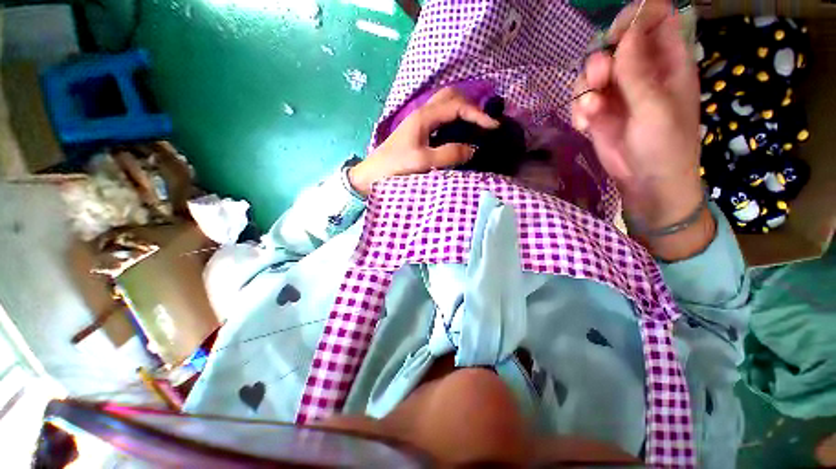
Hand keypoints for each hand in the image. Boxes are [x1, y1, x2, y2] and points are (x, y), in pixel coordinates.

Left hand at [350, 88, 498, 195]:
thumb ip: (449, 154)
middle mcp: (422, 114)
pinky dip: (454, 122)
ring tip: (476, 126)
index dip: (477, 114)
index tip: (493, 128)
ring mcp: (419, 123)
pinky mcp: (418, 133)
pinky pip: (441, 120)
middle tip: (484, 122)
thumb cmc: (394, 167)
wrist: (372, 175)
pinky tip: (459, 134)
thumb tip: (473, 149)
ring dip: (462, 111)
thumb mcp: (423, 161)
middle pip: (451, 97)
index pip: (457, 106)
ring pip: (445, 106)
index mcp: (424, 117)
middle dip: (471, 105)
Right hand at [573, 0, 702, 229]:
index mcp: (668, 62)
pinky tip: (585, 126)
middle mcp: (641, 71)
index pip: (656, 18)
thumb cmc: (664, 146)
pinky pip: (581, 98)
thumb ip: (638, 71)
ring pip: (592, 71)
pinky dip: (579, 111)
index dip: (637, 18)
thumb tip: (625, 35)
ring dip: (585, 88)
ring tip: (591, 111)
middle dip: (601, 60)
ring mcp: (617, 92)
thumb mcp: (655, 108)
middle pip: (615, 44)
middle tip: (600, 82)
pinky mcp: (598, 112)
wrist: (646, 183)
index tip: (616, 36)